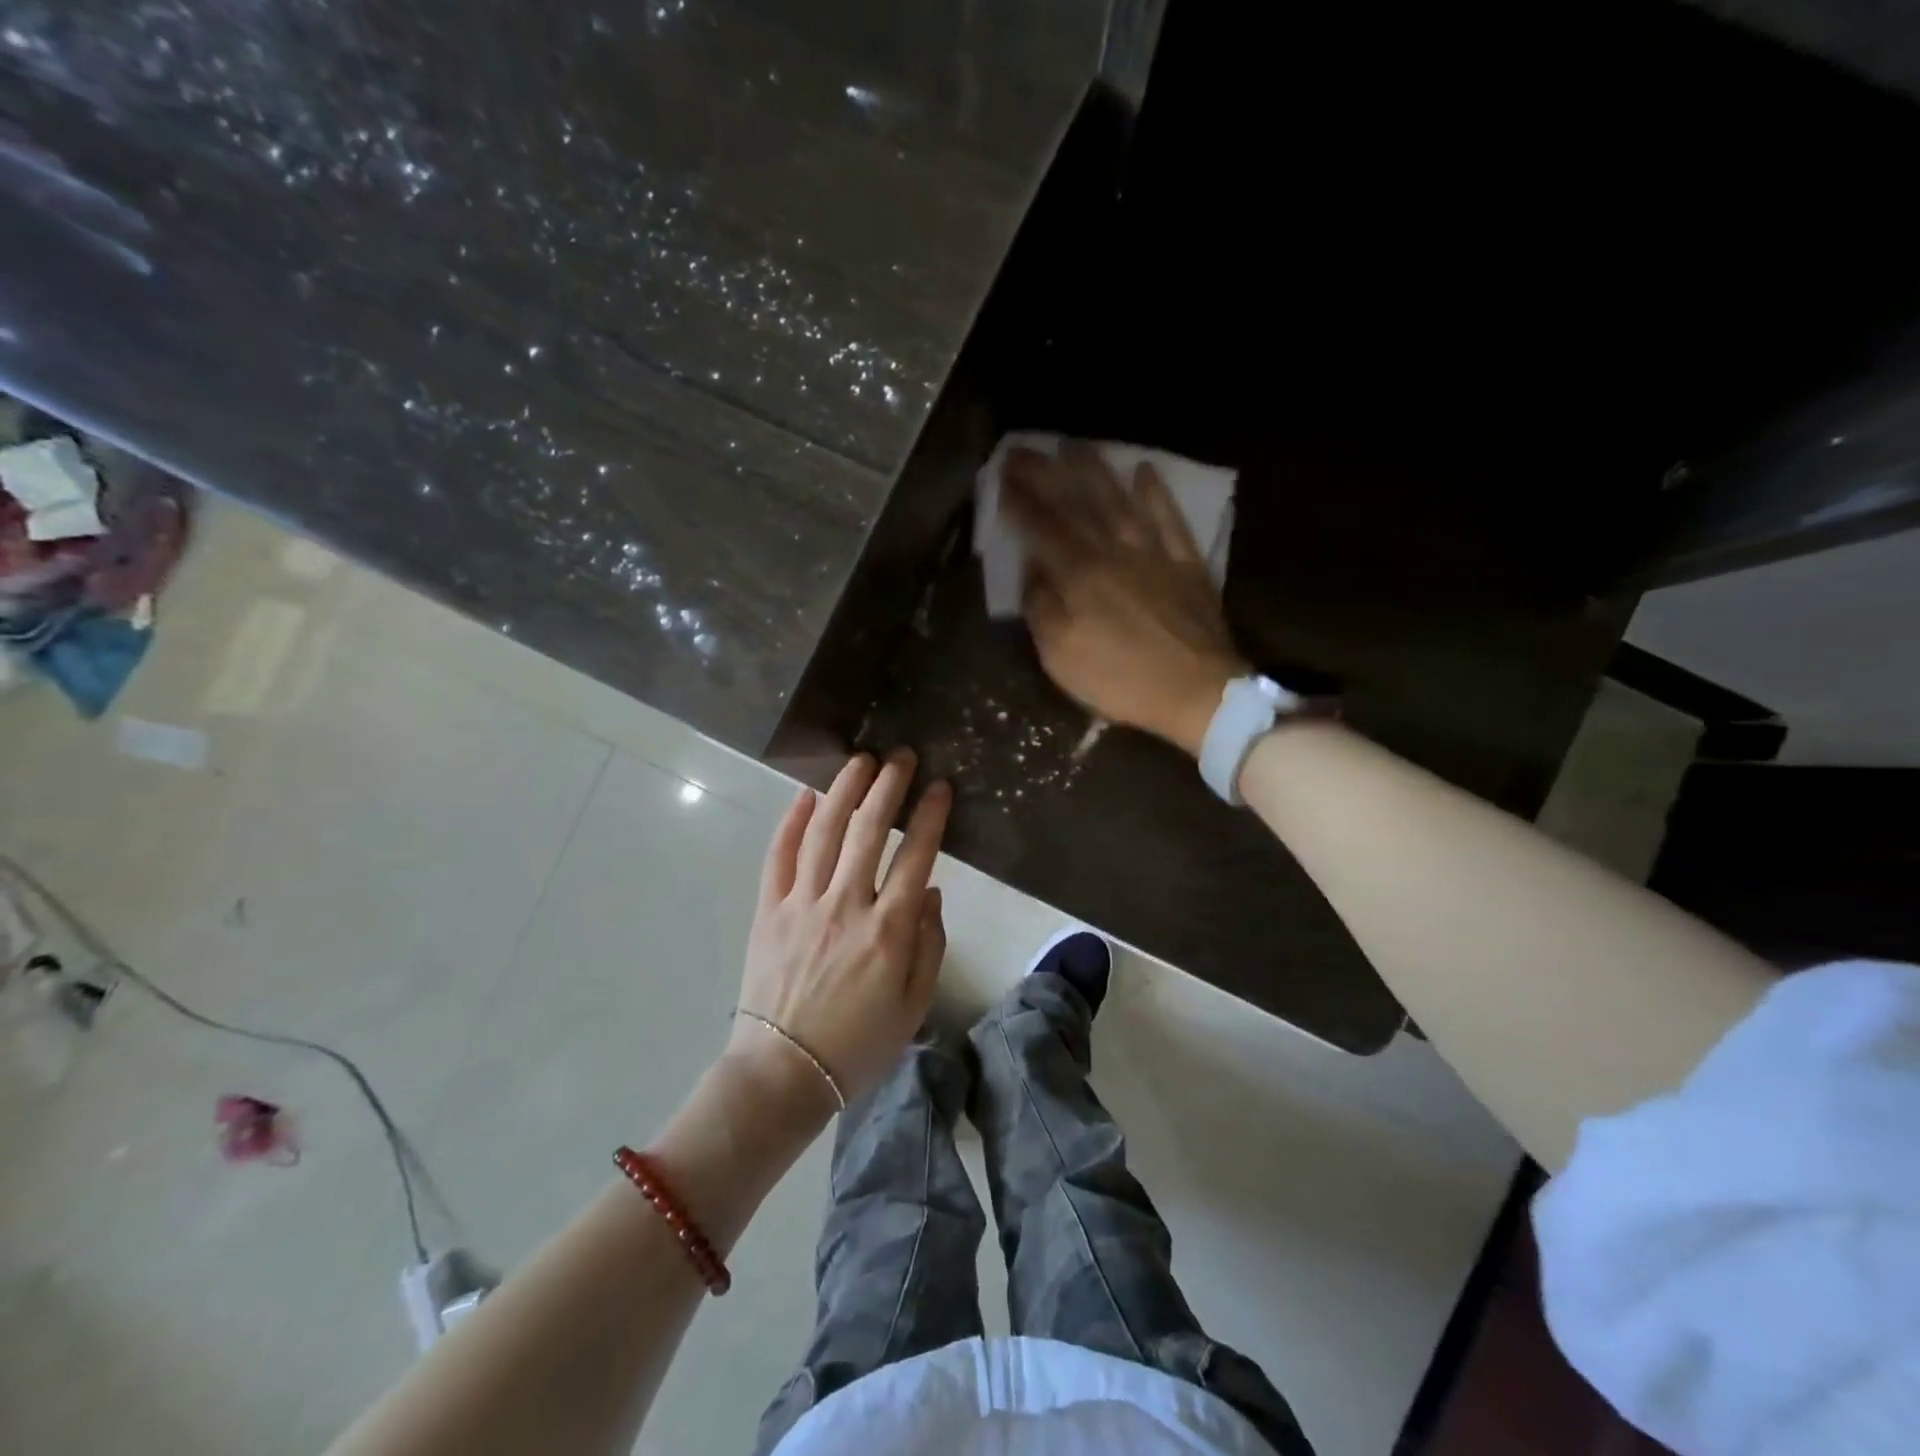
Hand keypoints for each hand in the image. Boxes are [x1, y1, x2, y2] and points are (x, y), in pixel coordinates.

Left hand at [730, 751, 950, 1108]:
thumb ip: (929, 943)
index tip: (941, 785)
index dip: (931, 815)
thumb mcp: (914, 1004)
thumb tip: (929, 890)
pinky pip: (779, 856)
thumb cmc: (858, 1044)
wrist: (784, 1073)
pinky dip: (791, 822)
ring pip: (824, 832)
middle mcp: (846, 905)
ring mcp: (802, 903)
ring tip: (859, 761)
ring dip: (844, 790)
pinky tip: (805, 796)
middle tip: (900, 756)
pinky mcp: (769, 910)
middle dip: (888, 786)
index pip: (916, 855)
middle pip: (869, 830)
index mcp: (888, 930)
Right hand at [1002, 442, 1247, 756]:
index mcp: (1079, 577)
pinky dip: (1157, 493)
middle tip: (1024, 448)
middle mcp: (1113, 553)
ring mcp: (1154, 554)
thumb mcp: (1061, 659)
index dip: (1020, 501)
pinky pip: (1170, 519)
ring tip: (1075, 445)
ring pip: (1120, 502)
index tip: (1002, 475)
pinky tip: (1144, 470)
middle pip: (1077, 505)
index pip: (1042, 529)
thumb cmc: (1121, 680)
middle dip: (1047, 474)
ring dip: (1096, 471)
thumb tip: (1032, 570)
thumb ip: (1042, 610)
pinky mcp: (1186, 563)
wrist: (1197, 693)